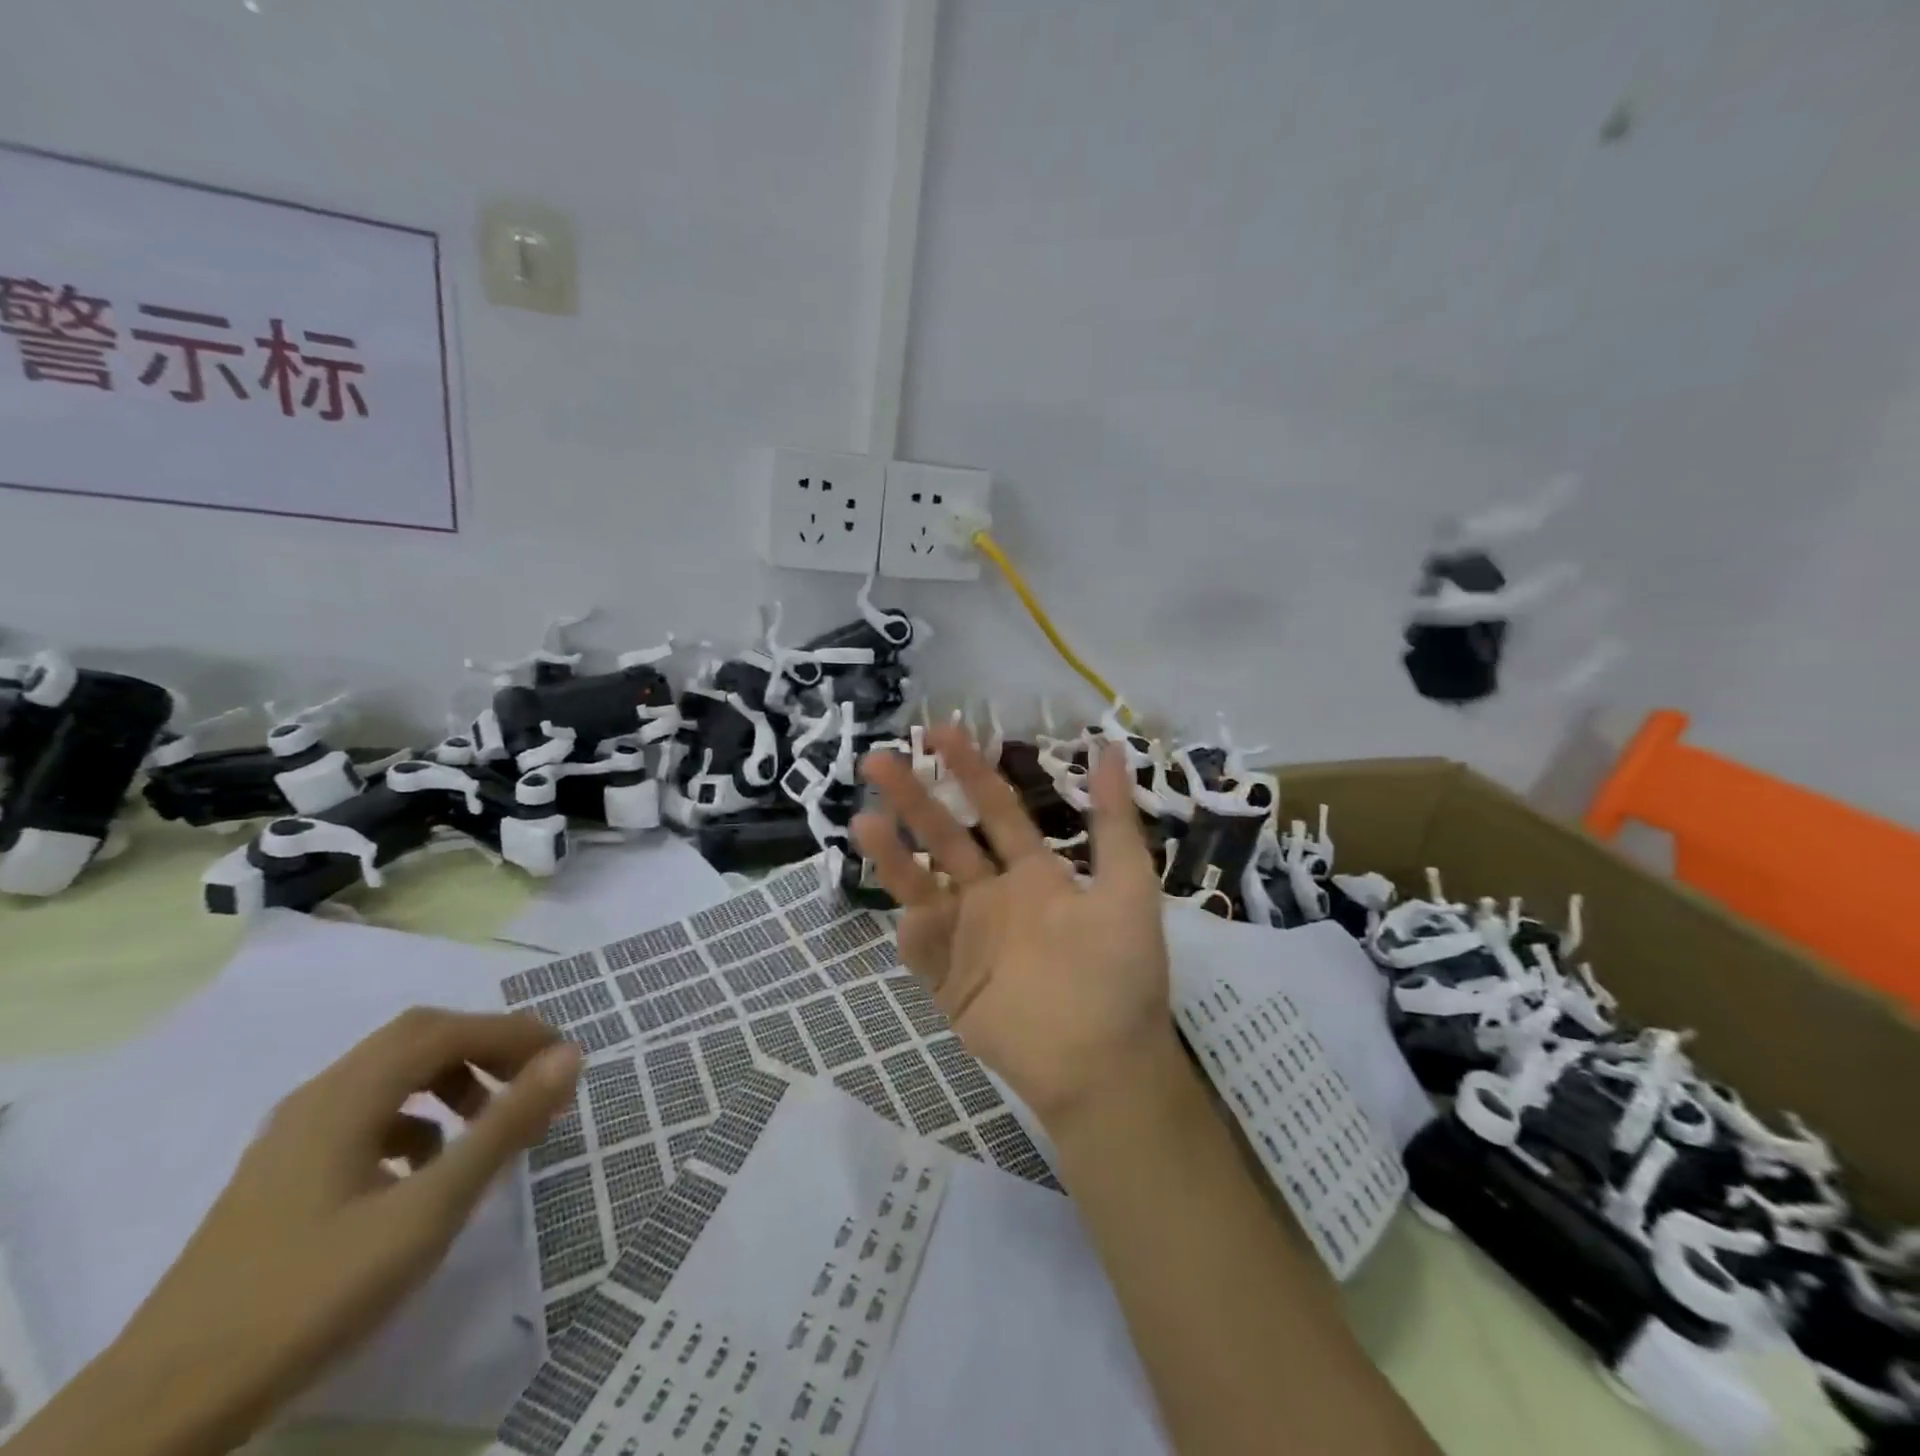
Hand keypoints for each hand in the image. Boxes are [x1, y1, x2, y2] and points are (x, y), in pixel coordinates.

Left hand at [10, 1009, 580, 1455]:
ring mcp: (294, 1136)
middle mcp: (319, 1097)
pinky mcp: (283, 1174)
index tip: (566, 1058)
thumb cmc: (311, 1294)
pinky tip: (426, 1167)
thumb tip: (569, 1056)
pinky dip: (415, 1118)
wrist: (160, 1409)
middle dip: (486, 1048)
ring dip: (452, 1080)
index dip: (514, 1033)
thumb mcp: (428, 1210)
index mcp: (348, 1095)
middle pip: (418, 1039)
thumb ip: (503, 1127)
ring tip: (488, 1126)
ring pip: (390, 1075)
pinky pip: (366, 1114)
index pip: (448, 1030)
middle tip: (535, 1081)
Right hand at [853, 725, 1174, 1127]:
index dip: (971, 770)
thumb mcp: (1128, 887)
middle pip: (947, 836)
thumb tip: (1109, 747)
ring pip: (921, 885)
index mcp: (1034, 872)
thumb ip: (1115, 821)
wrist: (1105, 1065)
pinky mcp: (949, 980)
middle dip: (915, 798)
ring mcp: (968, 936)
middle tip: (878, 759)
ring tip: (863, 821)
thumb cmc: (1121, 973)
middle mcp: (995, 895)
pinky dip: (911, 929)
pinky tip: (908, 911)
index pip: (996, 809)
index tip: (941, 731)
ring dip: (894, 855)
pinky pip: (922, 949)